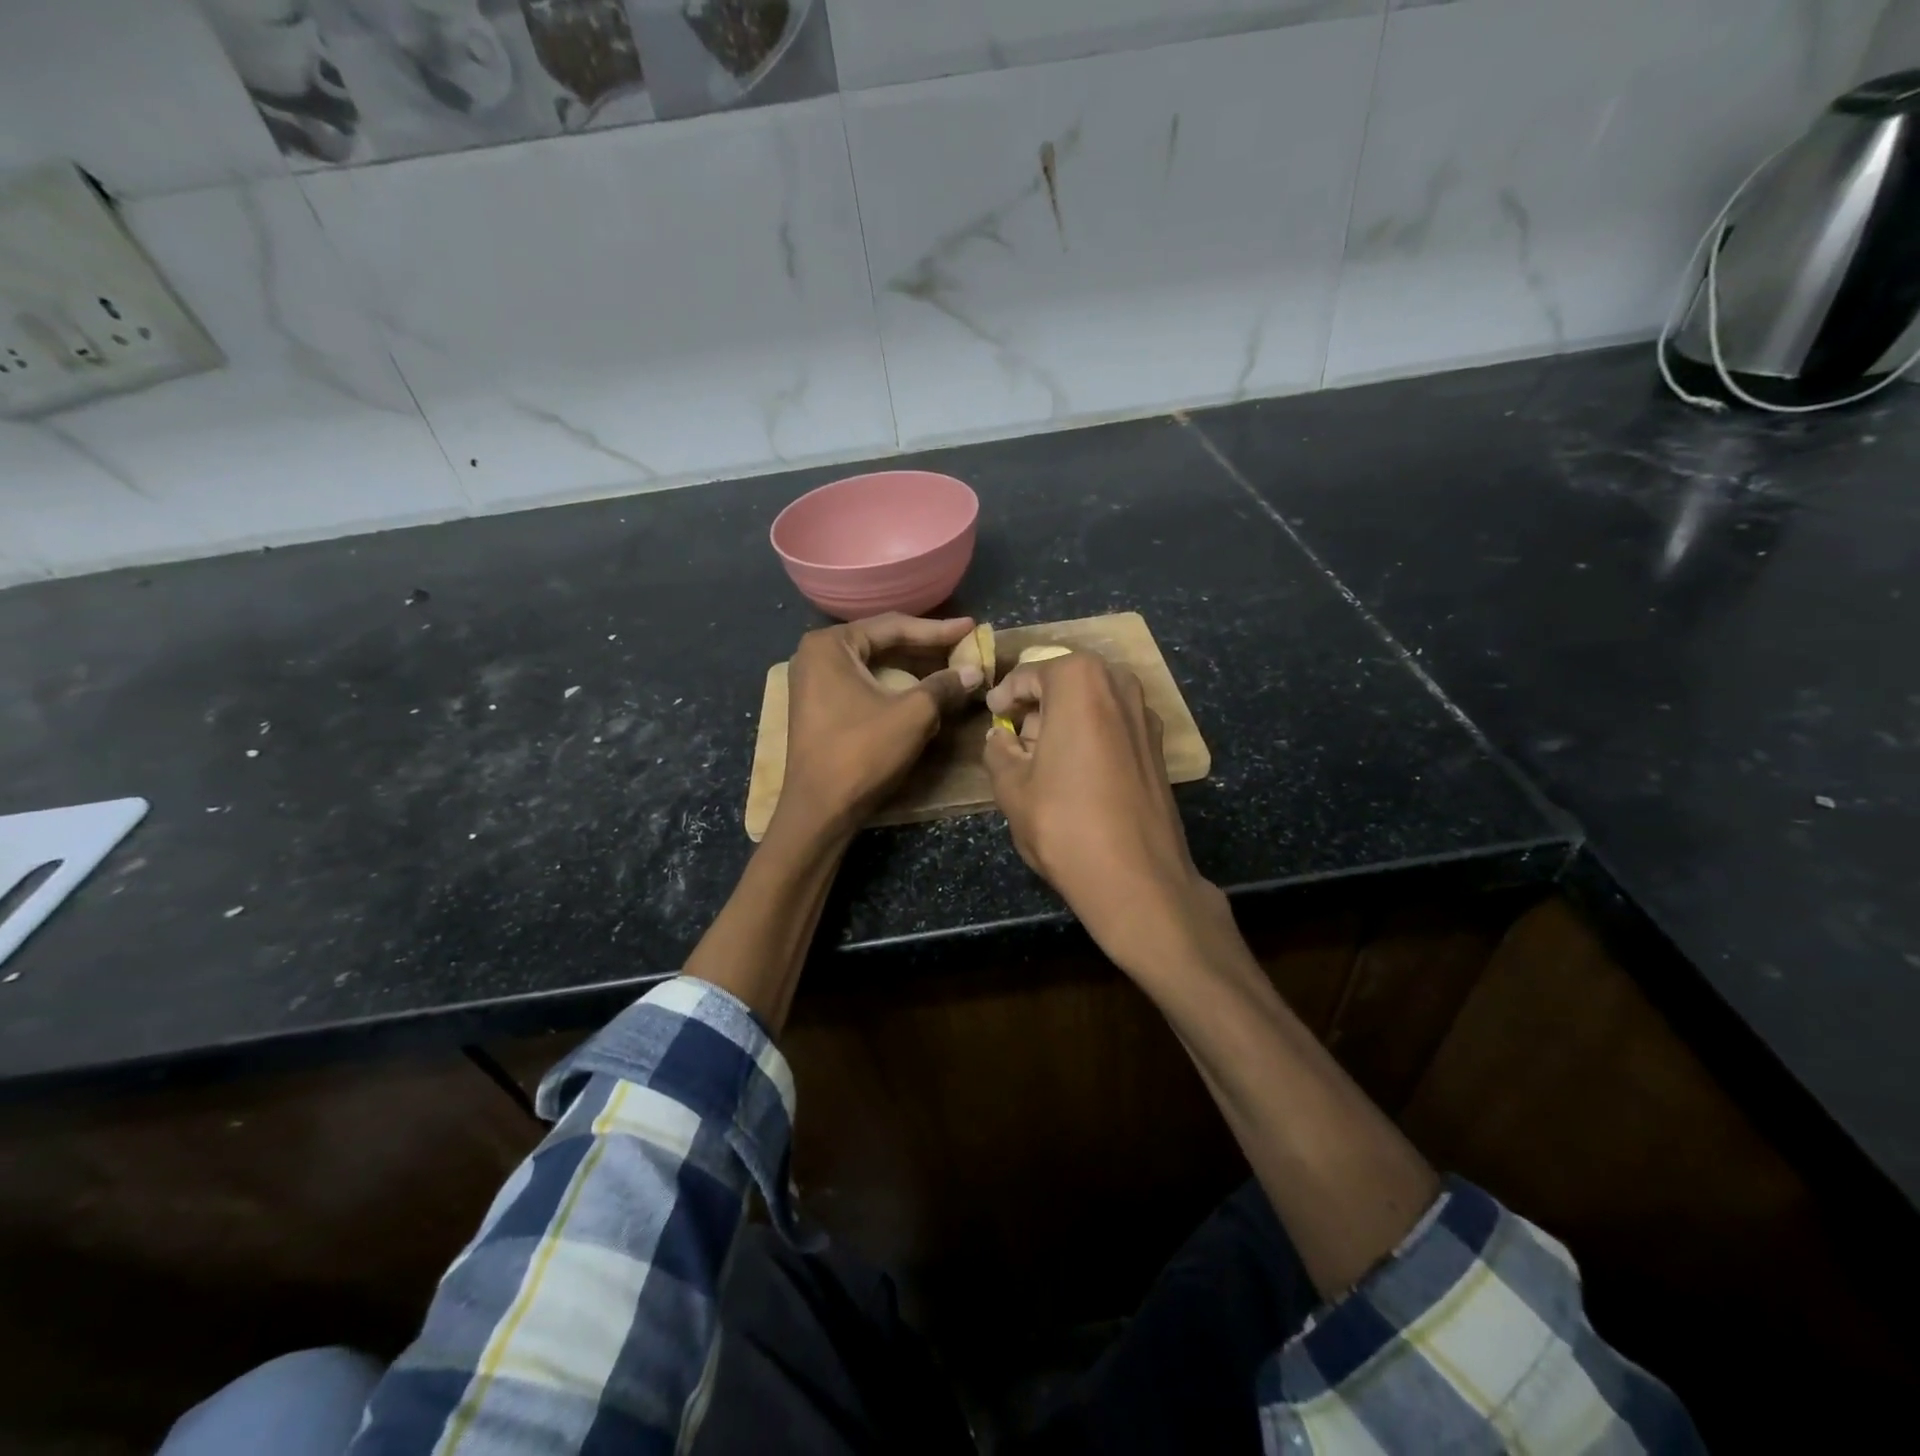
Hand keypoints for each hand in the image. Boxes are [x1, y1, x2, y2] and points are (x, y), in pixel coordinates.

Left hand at [775, 613, 983, 840]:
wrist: (820, 809)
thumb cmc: (862, 753)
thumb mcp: (912, 715)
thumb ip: (944, 686)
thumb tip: (974, 671)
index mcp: (831, 645)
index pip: (893, 626)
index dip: (938, 630)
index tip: (971, 628)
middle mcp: (817, 655)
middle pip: (882, 643)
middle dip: (926, 648)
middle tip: (964, 647)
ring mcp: (815, 682)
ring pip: (875, 666)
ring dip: (913, 669)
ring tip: (951, 668)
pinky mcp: (820, 706)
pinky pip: (865, 684)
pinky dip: (895, 687)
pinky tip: (923, 692)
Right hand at [983, 652, 1227, 972]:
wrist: (1137, 877)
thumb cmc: (1064, 823)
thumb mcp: (1012, 787)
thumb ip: (999, 750)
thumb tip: (1000, 736)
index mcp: (1079, 682)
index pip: (1029, 675)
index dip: (1005, 694)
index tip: (992, 714)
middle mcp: (1119, 685)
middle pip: (1066, 682)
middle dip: (1038, 704)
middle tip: (1016, 737)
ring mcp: (1146, 715)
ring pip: (1093, 702)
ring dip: (1066, 719)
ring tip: (1045, 758)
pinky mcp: (1159, 746)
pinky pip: (1114, 725)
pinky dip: (1092, 735)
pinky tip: (1078, 772)